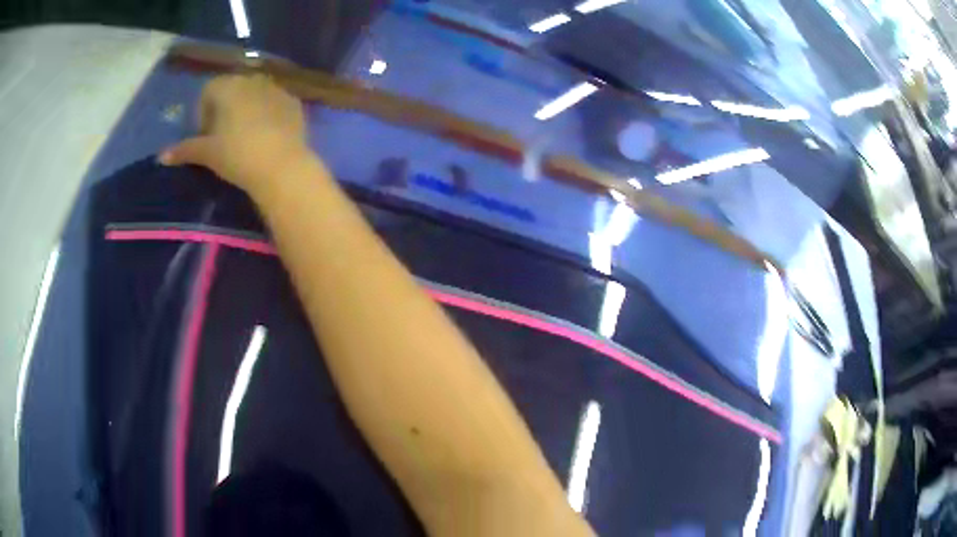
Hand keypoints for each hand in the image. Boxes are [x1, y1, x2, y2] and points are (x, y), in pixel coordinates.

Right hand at [159, 74, 309, 194]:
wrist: (281, 165)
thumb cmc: (236, 155)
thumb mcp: (207, 153)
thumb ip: (184, 150)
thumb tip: (161, 156)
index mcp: (228, 86)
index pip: (208, 90)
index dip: (203, 112)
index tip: (205, 135)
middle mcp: (252, 79)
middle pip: (232, 89)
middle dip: (224, 109)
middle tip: (223, 137)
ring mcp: (276, 88)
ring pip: (254, 94)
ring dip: (246, 109)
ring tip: (245, 138)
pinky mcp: (294, 102)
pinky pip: (274, 103)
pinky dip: (267, 114)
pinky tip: (267, 136)